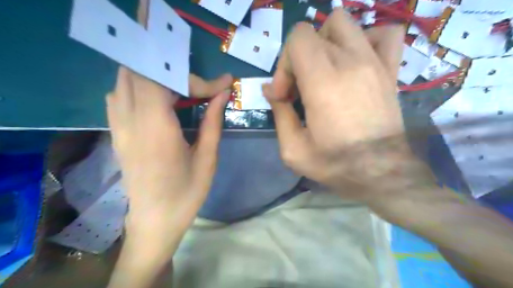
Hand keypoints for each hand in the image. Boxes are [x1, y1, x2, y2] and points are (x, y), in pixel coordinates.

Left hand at [108, 67, 232, 250]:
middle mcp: (130, 121)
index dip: (195, 77)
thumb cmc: (186, 193)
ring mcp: (118, 126)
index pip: (164, 79)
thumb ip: (213, 121)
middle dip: (172, 69)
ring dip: (154, 76)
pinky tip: (158, 101)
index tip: (222, 84)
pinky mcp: (116, 133)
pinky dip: (139, 87)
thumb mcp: (207, 158)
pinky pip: (119, 96)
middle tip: (197, 84)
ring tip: (180, 88)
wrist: (154, 221)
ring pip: (125, 80)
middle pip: (138, 70)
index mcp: (156, 128)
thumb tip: (223, 94)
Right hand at [263, 10, 433, 202]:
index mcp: (323, 82)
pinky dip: (366, 39)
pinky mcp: (390, 70)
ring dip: (325, 42)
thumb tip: (271, 90)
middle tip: (300, 89)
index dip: (284, 64)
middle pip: (314, 33)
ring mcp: (374, 62)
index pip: (297, 38)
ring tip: (323, 70)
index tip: (286, 94)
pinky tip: (355, 62)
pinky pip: (384, 34)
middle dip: (298, 60)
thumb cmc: (336, 164)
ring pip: (343, 23)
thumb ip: (279, 114)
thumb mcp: (293, 149)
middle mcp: (350, 62)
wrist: (382, 173)